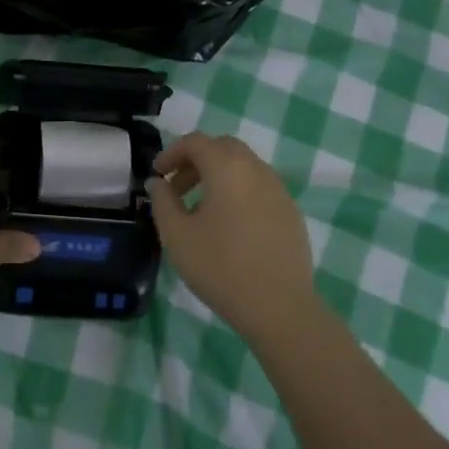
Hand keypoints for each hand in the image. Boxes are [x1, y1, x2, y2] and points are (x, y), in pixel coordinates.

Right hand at [149, 132, 315, 338]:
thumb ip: (162, 202)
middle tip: (177, 186)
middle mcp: (256, 169)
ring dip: (218, 175)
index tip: (157, 175)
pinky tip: (230, 225)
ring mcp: (279, 190)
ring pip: (244, 166)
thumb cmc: (220, 267)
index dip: (171, 153)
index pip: (196, 142)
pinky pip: (260, 187)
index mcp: (227, 168)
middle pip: (223, 147)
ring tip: (200, 208)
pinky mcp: (291, 211)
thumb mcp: (177, 235)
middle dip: (196, 160)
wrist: (279, 307)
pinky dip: (239, 191)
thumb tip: (159, 183)